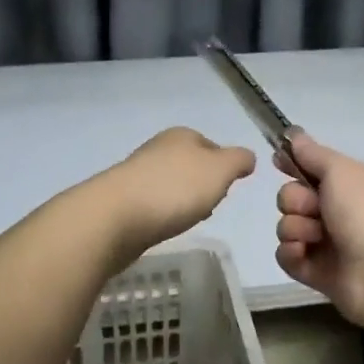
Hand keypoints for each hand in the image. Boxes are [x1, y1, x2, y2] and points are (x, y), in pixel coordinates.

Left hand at [102, 127, 254, 257]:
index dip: (224, 166)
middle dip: (202, 184)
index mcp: (181, 136)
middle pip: (189, 164)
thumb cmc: (175, 189)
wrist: (116, 218)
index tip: (228, 188)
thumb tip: (247, 157)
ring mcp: (137, 174)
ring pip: (170, 184)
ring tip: (187, 219)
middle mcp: (157, 149)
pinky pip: (153, 204)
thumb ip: (238, 160)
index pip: (211, 145)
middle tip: (210, 205)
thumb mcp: (219, 170)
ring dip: (181, 200)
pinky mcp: (122, 200)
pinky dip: (163, 213)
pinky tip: (165, 227)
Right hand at [275, 135, 363, 330]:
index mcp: (349, 184)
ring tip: (317, 237)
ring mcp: (326, 243)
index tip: (277, 160)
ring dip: (295, 228)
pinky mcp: (315, 271)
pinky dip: (291, 253)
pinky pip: (286, 255)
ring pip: (287, 226)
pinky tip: (305, 254)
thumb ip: (313, 154)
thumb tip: (294, 134)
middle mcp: (337, 211)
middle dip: (295, 200)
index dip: (293, 164)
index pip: (312, 168)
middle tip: (314, 208)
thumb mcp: (342, 171)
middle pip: (292, 196)